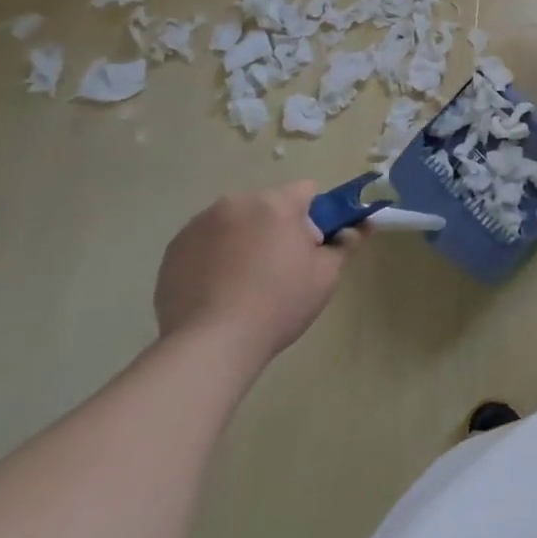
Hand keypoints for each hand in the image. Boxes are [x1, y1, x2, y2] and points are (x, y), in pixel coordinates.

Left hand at [153, 182, 361, 364]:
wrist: (210, 346)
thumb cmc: (278, 305)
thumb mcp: (325, 276)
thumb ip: (345, 243)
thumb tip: (361, 225)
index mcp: (276, 203)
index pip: (306, 191)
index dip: (314, 217)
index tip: (310, 248)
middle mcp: (237, 202)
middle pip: (268, 206)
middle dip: (276, 228)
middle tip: (278, 271)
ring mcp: (200, 224)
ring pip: (235, 222)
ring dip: (243, 239)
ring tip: (242, 285)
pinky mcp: (175, 248)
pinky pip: (205, 242)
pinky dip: (214, 256)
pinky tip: (215, 290)